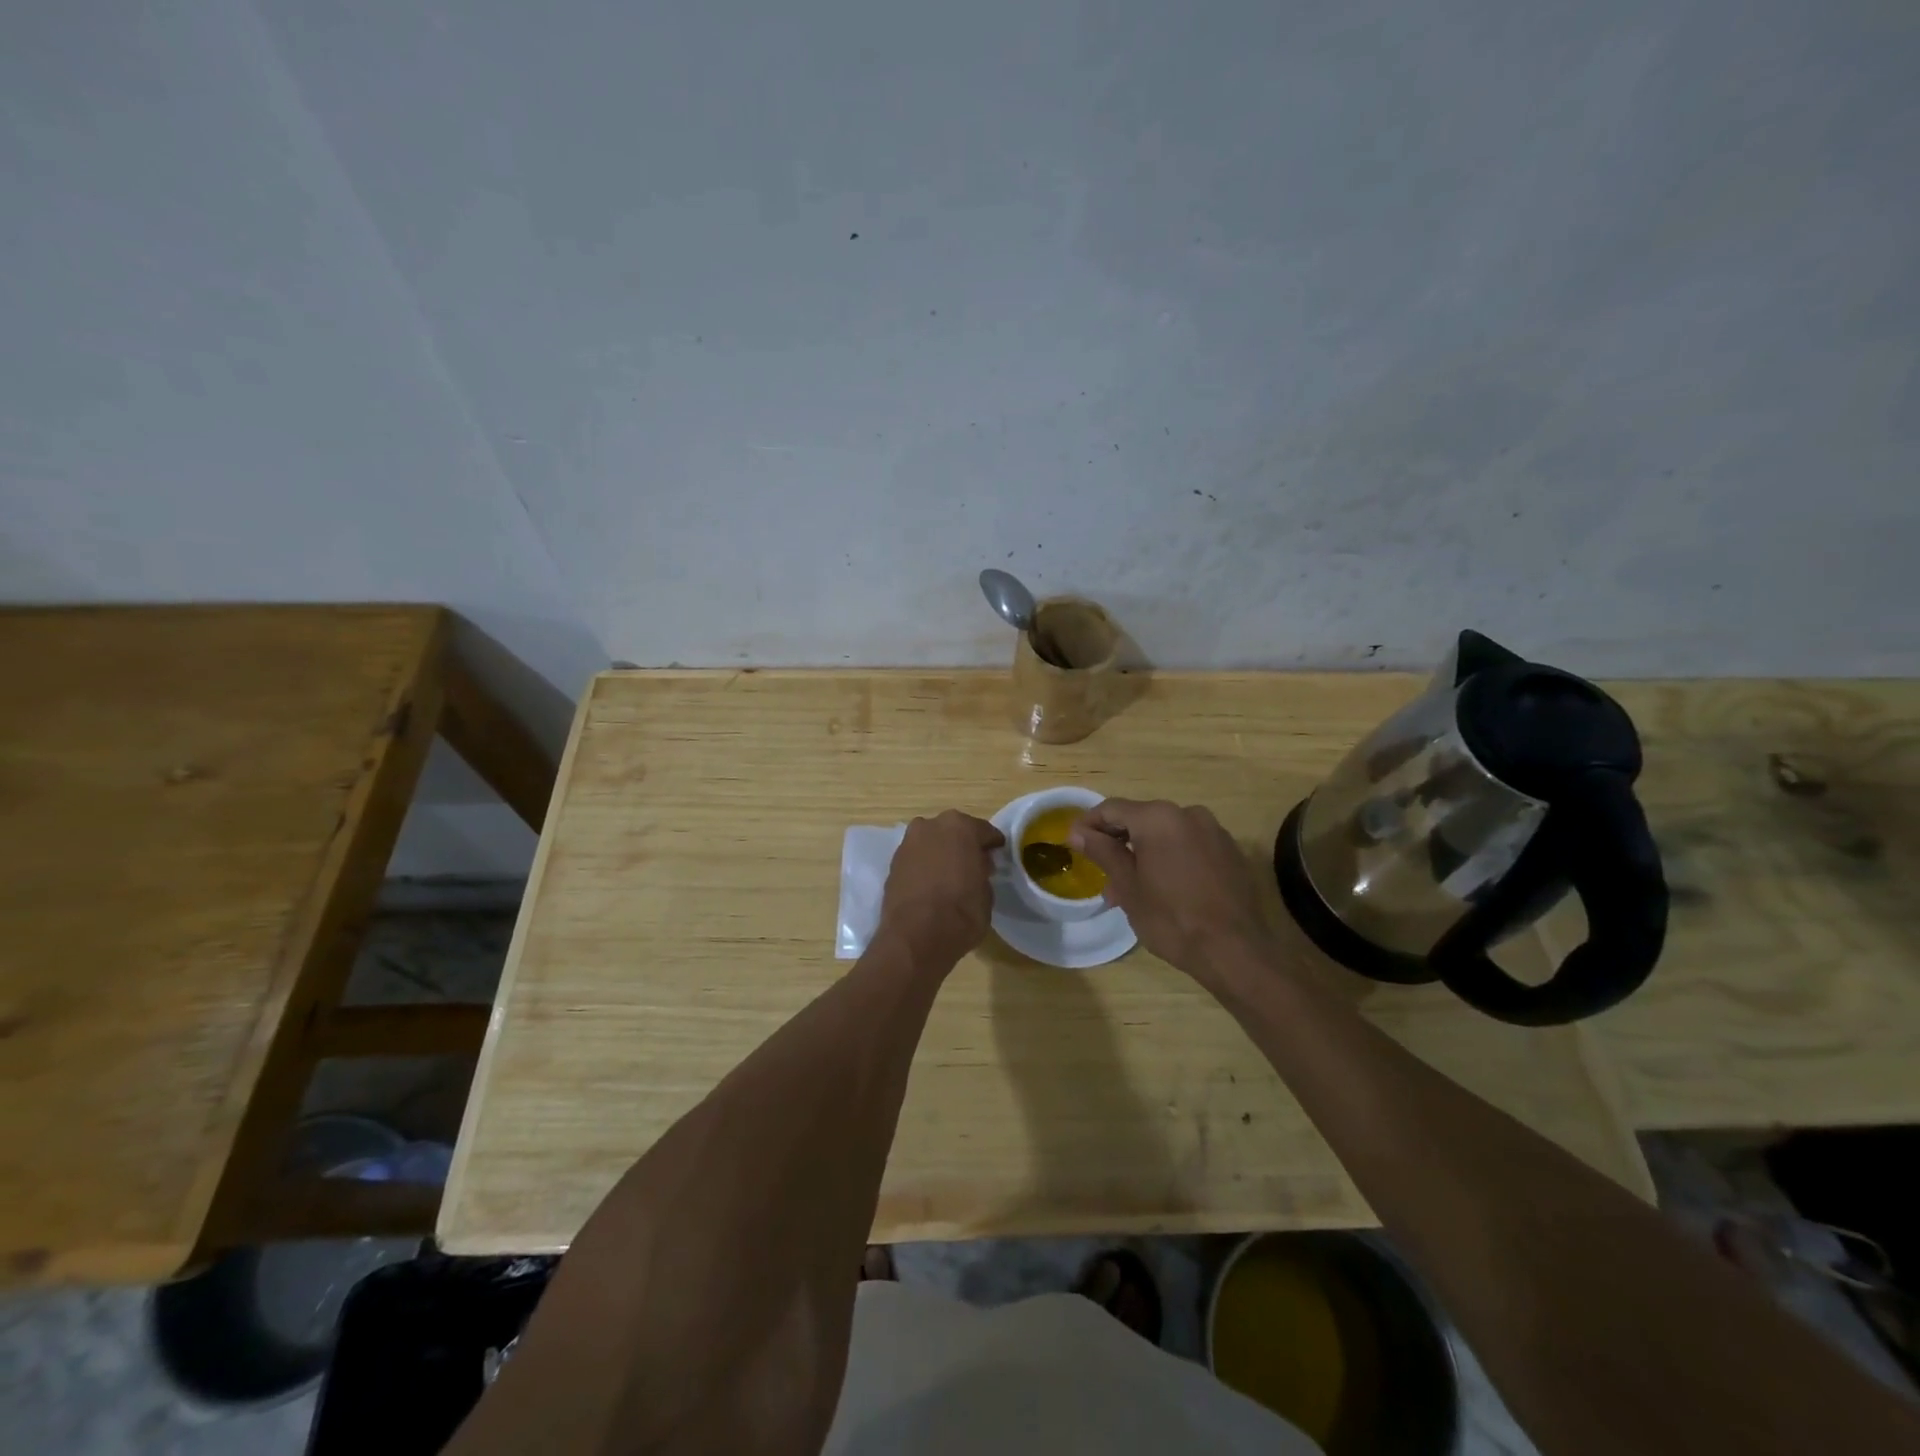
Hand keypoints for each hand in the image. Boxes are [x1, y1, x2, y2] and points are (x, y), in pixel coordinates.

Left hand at [877, 810, 1005, 968]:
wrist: (915, 936)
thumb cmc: (961, 912)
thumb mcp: (987, 893)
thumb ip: (982, 871)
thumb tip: (977, 868)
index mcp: (961, 826)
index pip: (984, 831)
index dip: (992, 845)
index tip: (996, 856)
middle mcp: (932, 826)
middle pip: (954, 831)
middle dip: (963, 845)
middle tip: (973, 865)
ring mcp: (908, 842)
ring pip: (932, 842)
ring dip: (941, 853)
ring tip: (949, 876)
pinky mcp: (892, 862)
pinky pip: (916, 858)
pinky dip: (924, 866)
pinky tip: (930, 884)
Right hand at [1069, 799, 1272, 985]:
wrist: (1235, 951)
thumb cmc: (1171, 918)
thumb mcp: (1128, 887)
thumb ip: (1103, 852)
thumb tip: (1078, 832)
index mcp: (1158, 818)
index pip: (1112, 809)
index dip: (1089, 824)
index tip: (1073, 844)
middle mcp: (1188, 813)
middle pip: (1140, 819)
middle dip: (1118, 843)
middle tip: (1102, 875)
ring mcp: (1214, 831)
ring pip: (1166, 835)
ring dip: (1144, 854)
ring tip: (1132, 891)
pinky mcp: (1230, 852)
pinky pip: (1190, 846)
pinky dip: (1171, 859)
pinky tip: (1165, 890)